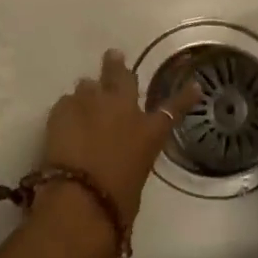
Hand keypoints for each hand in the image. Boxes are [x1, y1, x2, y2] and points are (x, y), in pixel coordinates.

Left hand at [39, 49, 198, 228]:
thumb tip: (120, 156)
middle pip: (122, 76)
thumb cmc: (116, 201)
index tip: (195, 86)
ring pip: (89, 84)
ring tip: (84, 96)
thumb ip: (131, 157)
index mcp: (149, 131)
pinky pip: (66, 101)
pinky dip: (68, 109)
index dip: (185, 96)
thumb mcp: (135, 177)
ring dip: (89, 90)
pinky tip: (64, 120)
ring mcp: (91, 103)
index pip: (173, 108)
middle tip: (114, 57)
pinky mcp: (63, 108)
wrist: (81, 198)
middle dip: (117, 67)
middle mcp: (123, 108)